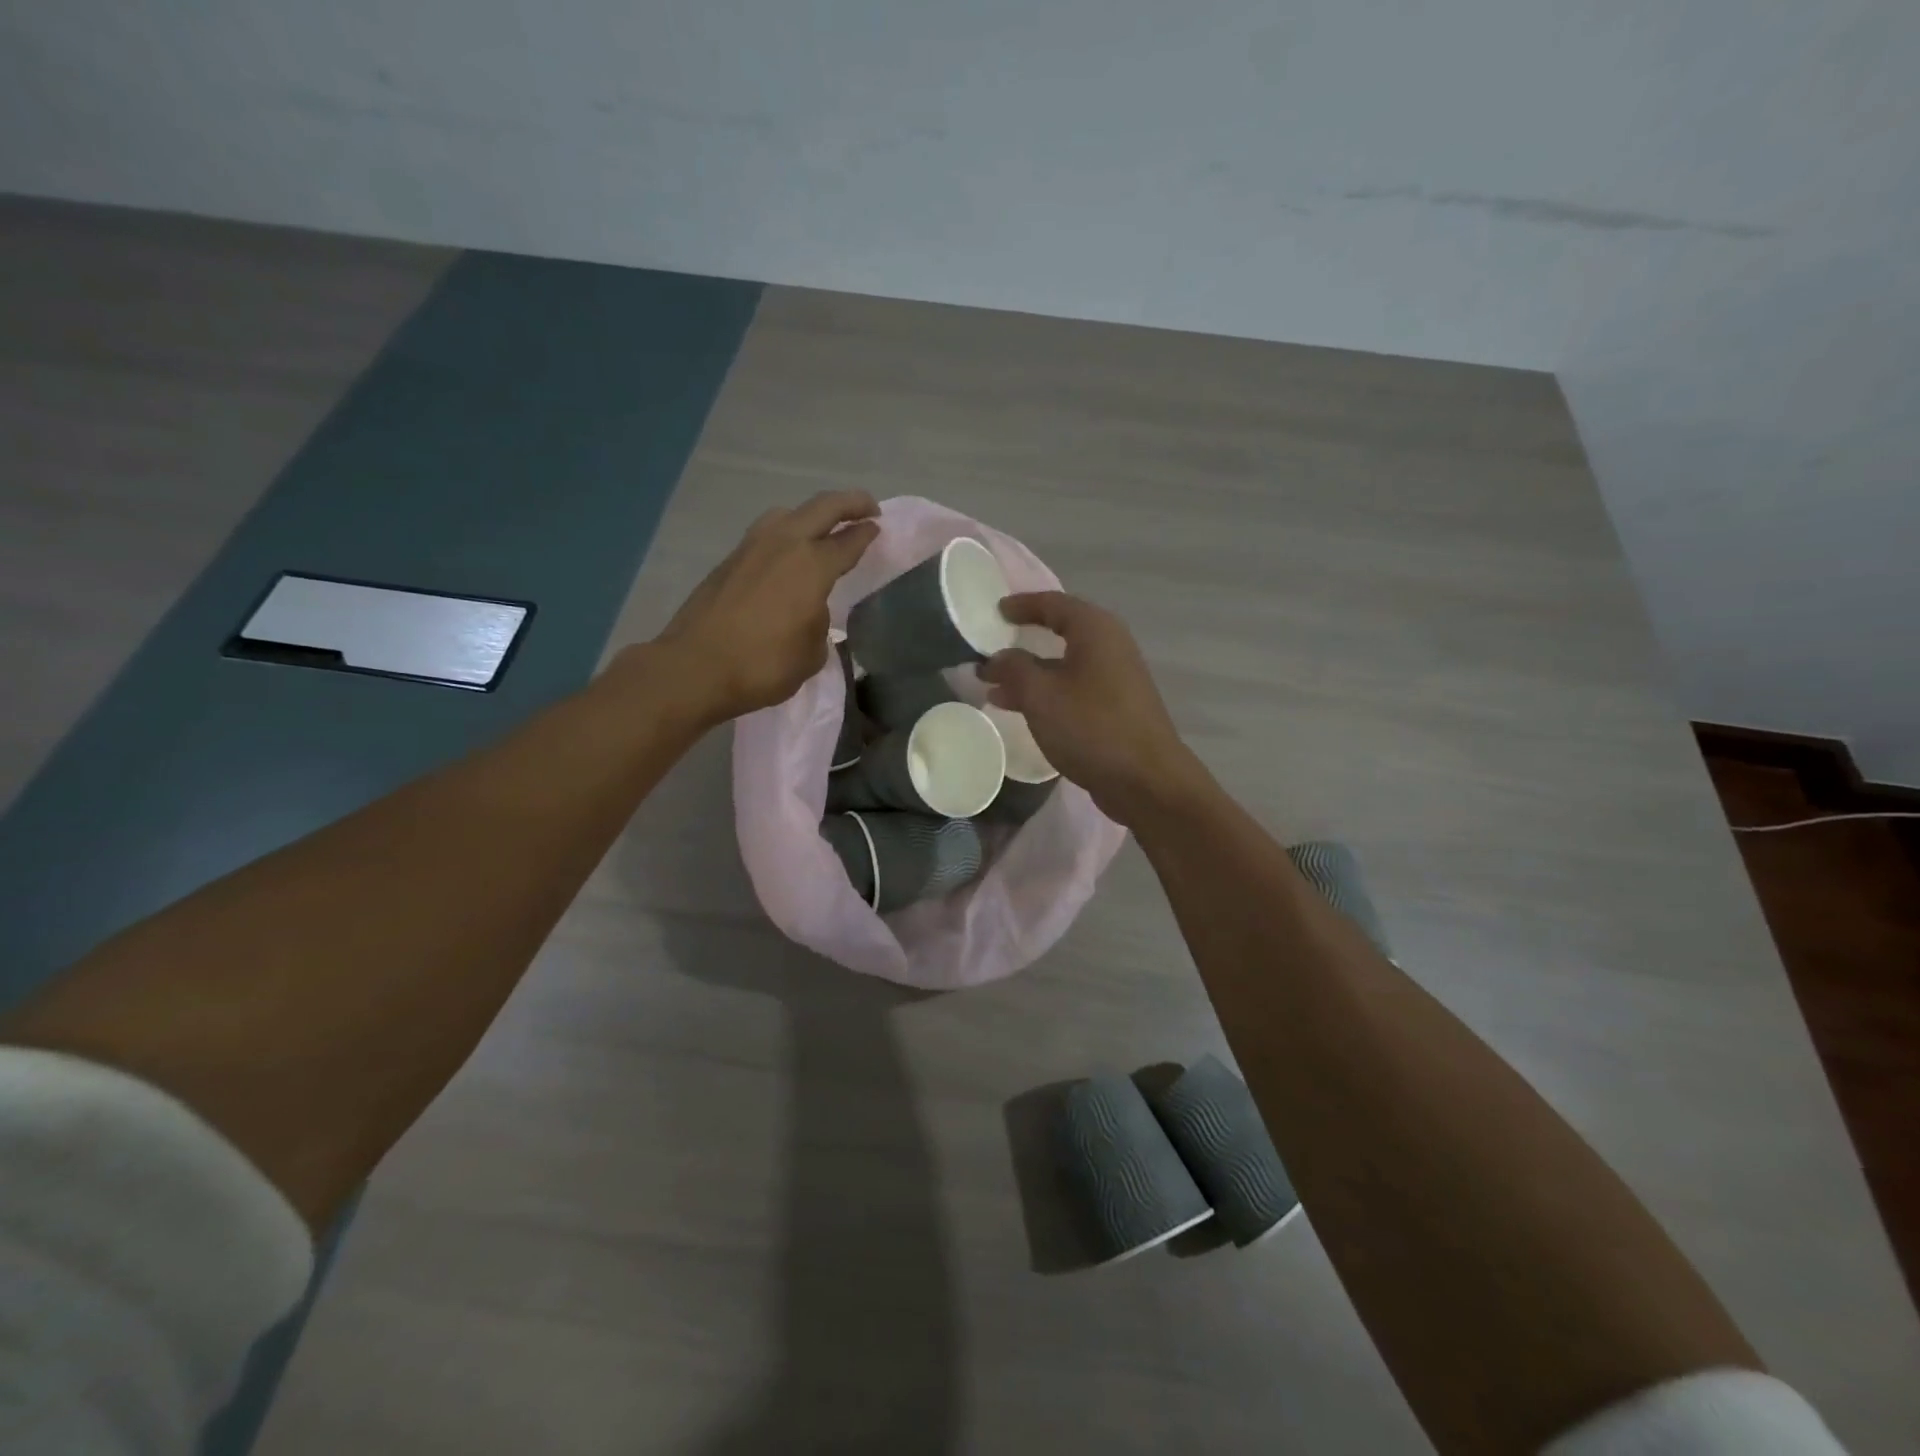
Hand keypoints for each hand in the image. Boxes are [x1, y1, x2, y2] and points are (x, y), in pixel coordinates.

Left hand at [654, 490, 878, 724]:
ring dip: (811, 515)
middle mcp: (784, 544)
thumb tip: (809, 610)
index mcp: (812, 565)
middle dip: (850, 503)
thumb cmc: (763, 665)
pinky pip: (767, 534)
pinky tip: (787, 556)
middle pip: (822, 507)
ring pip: (789, 514)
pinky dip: (786, 535)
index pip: (849, 541)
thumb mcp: (811, 653)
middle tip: (868, 508)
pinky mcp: (729, 561)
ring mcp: (751, 547)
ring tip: (822, 530)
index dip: (867, 533)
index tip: (878, 528)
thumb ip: (819, 623)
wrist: (695, 668)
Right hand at [979, 592, 1211, 824]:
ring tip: (993, 689)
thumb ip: (1014, 669)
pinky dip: (1046, 693)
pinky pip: (1073, 689)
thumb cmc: (1091, 727)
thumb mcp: (1041, 695)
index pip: (1053, 603)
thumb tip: (996, 659)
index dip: (1022, 605)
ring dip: (1030, 674)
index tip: (995, 611)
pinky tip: (1021, 711)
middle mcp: (1110, 646)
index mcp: (1096, 630)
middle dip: (1023, 642)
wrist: (1146, 781)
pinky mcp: (1116, 708)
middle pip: (1061, 632)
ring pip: (1065, 666)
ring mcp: (1116, 679)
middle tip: (990, 649)